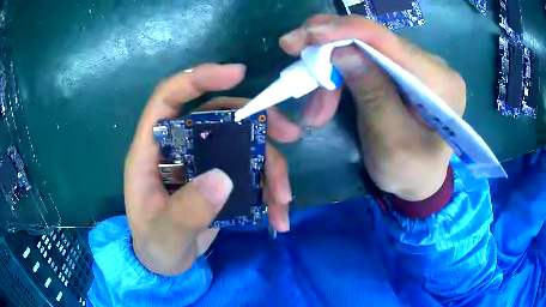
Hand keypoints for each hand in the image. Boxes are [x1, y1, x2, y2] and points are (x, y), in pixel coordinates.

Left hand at [125, 64, 296, 275]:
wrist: (165, 265)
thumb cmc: (155, 247)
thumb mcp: (165, 235)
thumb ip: (186, 211)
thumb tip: (223, 177)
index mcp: (151, 152)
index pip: (168, 98)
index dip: (198, 78)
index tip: (237, 73)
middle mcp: (178, 148)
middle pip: (218, 115)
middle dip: (256, 121)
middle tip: (289, 135)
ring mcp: (201, 163)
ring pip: (242, 144)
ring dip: (270, 164)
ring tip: (284, 197)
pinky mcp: (219, 180)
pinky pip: (250, 171)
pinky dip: (268, 188)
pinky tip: (279, 214)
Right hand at [278, 15, 465, 200]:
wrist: (418, 182)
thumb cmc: (409, 172)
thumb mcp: (391, 142)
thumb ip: (372, 94)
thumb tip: (341, 50)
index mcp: (441, 83)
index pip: (392, 42)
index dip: (347, 30)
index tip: (307, 32)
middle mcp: (432, 65)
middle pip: (375, 42)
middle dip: (331, 51)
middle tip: (295, 59)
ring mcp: (416, 66)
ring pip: (365, 50)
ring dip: (332, 70)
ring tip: (315, 107)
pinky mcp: (402, 71)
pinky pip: (366, 60)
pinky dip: (341, 75)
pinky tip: (327, 94)